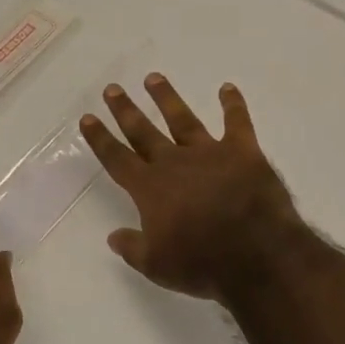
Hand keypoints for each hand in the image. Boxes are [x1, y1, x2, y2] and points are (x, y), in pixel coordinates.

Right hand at [80, 74, 307, 302]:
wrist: (256, 253)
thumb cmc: (202, 264)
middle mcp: (175, 163)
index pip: (117, 158)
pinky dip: (233, 104)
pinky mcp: (243, 151)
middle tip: (113, 88)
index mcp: (151, 189)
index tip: (88, 118)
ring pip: (182, 119)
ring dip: (166, 98)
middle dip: (126, 110)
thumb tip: (113, 236)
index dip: (100, 139)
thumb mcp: (157, 265)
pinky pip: (237, 121)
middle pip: (144, 132)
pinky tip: (227, 87)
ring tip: (153, 78)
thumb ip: (132, 248)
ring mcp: (209, 153)